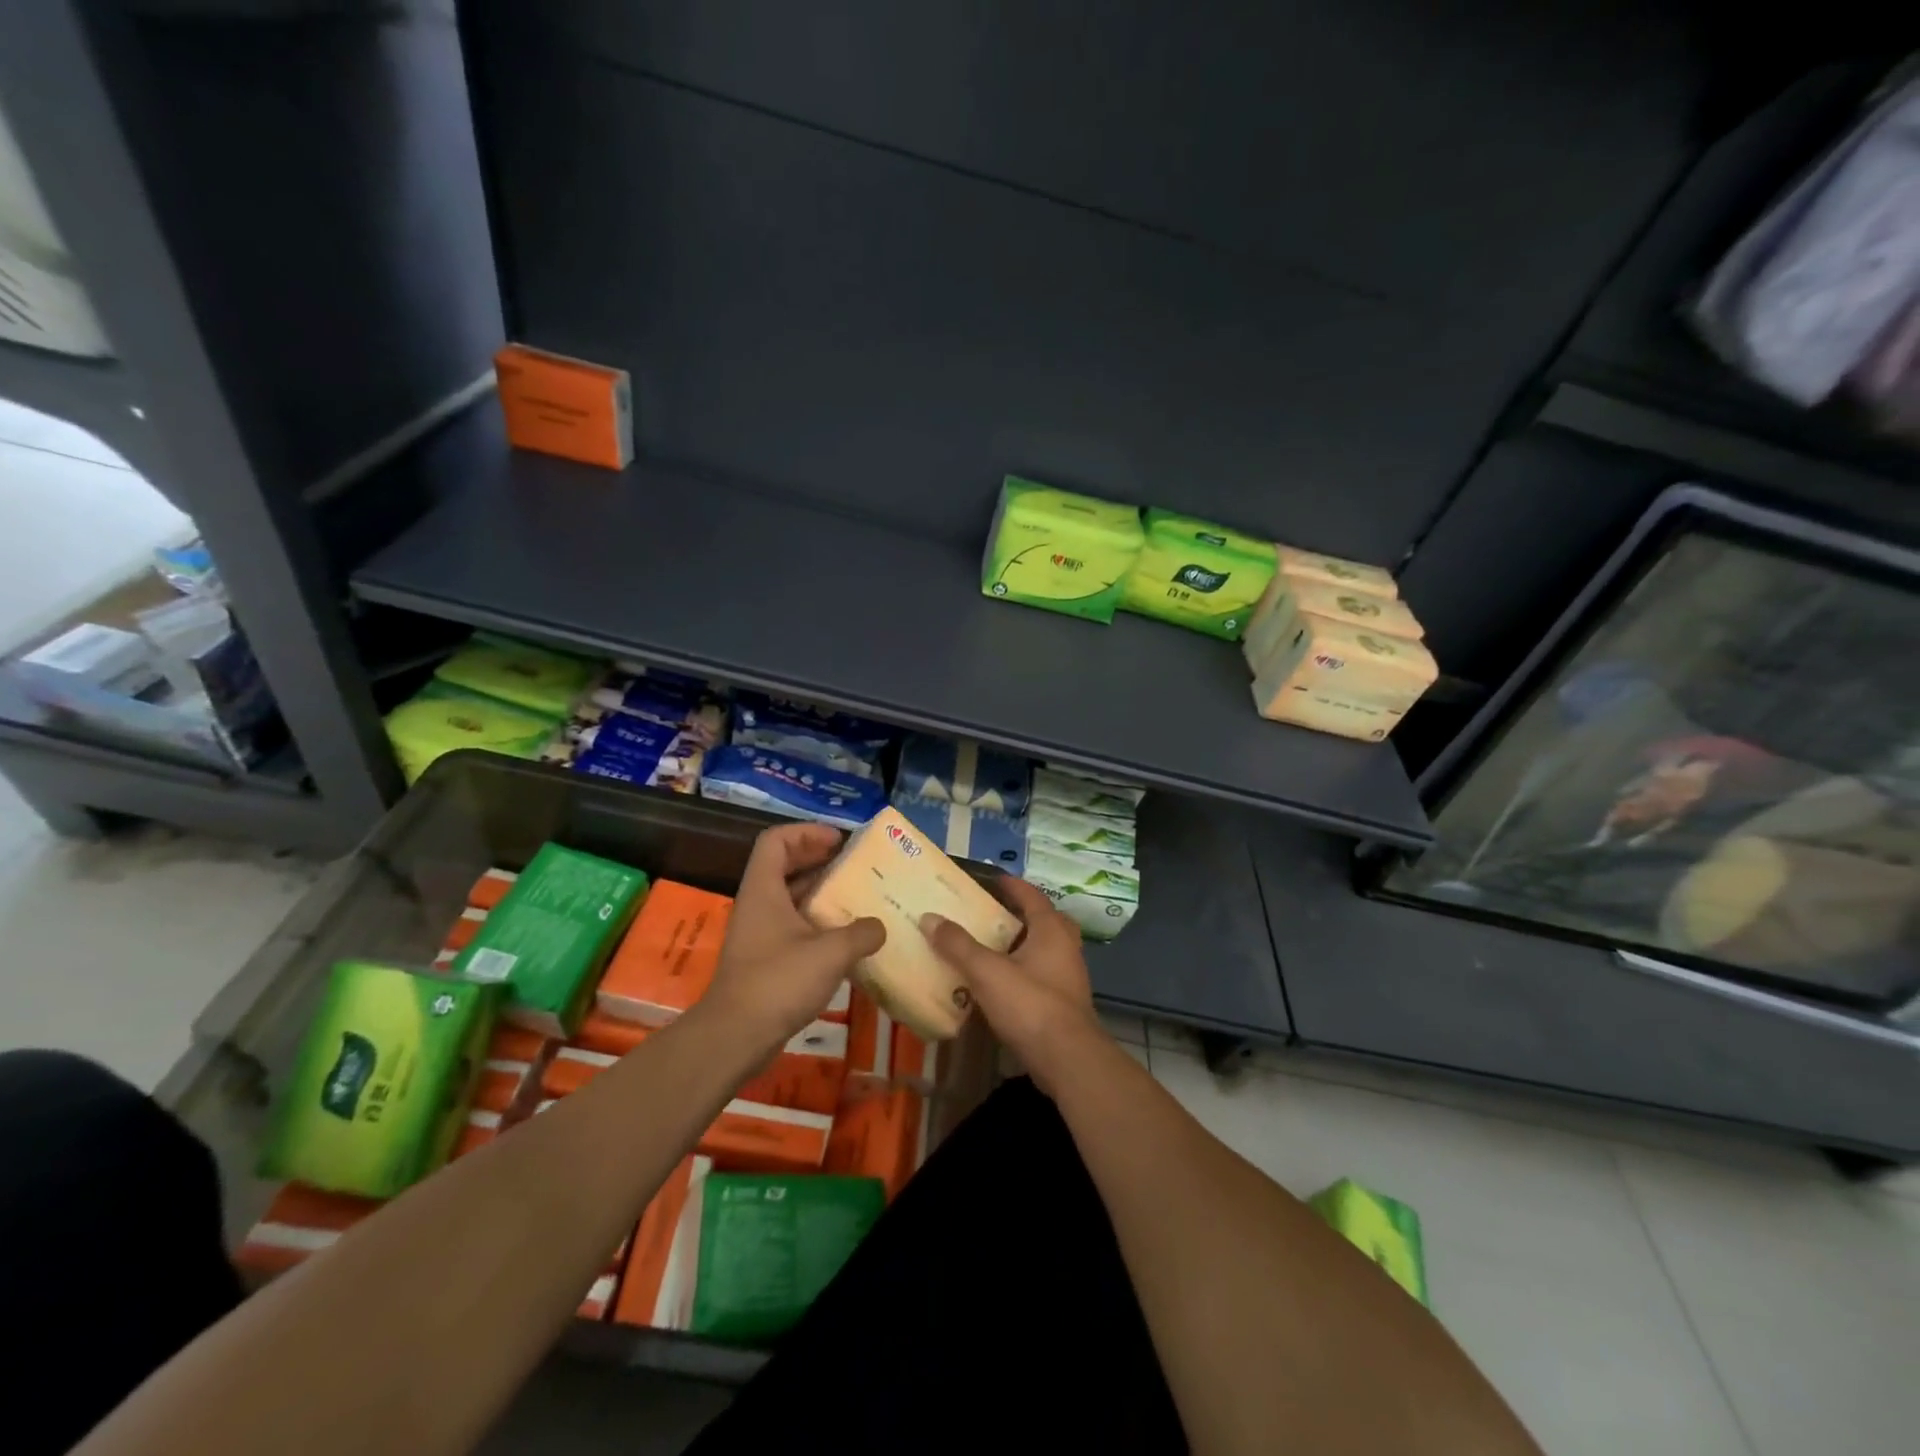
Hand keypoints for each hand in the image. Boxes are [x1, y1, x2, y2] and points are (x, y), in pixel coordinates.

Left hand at [703, 822, 884, 1047]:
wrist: (735, 1037)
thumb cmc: (778, 982)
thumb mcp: (830, 953)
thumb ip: (860, 933)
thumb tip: (879, 927)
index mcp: (764, 890)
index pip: (776, 840)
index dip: (806, 832)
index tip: (838, 841)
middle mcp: (758, 904)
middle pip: (783, 865)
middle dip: (818, 859)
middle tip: (853, 864)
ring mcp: (759, 933)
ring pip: (790, 898)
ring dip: (821, 893)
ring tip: (857, 897)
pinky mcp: (765, 960)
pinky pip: (793, 926)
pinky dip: (818, 923)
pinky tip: (845, 938)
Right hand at [922, 877, 1104, 1095]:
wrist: (1067, 1059)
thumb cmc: (1030, 1005)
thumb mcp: (987, 971)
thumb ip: (958, 945)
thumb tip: (930, 918)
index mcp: (1051, 930)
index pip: (1032, 896)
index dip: (1013, 886)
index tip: (993, 879)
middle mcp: (1066, 947)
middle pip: (1044, 921)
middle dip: (1020, 915)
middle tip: (992, 914)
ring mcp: (1068, 977)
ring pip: (1044, 950)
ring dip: (1020, 945)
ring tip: (989, 947)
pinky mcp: (1064, 1004)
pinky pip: (1041, 975)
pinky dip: (1022, 972)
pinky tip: (1000, 983)